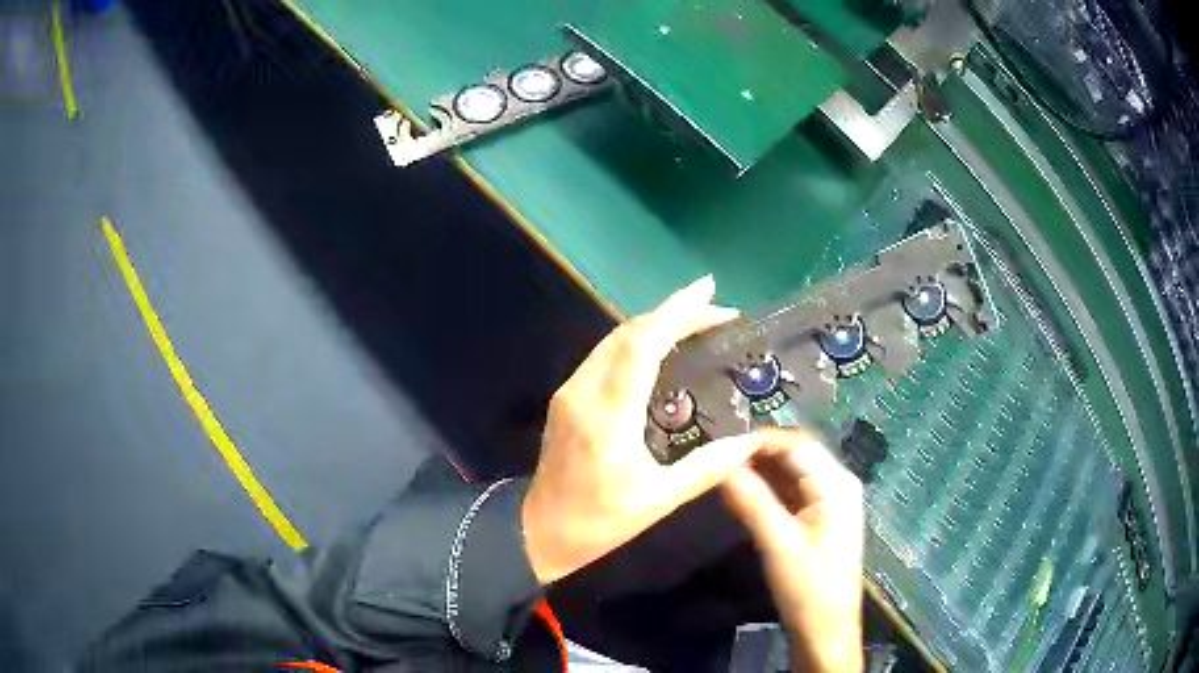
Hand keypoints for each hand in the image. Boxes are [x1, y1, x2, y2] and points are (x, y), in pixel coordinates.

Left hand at [522, 276, 762, 583]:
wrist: (538, 530)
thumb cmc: (598, 520)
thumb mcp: (658, 500)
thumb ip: (706, 468)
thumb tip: (751, 442)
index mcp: (608, 415)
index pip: (641, 345)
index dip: (675, 311)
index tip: (707, 288)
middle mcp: (584, 391)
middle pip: (627, 332)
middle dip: (672, 313)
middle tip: (716, 312)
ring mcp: (570, 391)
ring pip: (613, 340)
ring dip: (654, 325)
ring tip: (696, 325)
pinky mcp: (566, 398)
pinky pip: (604, 356)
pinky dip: (636, 343)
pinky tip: (661, 351)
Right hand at [722, 428, 864, 672]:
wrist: (826, 628)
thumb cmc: (807, 587)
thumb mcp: (777, 543)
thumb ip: (752, 501)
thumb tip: (721, 465)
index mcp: (836, 484)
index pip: (796, 444)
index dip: (759, 440)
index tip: (720, 443)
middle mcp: (837, 484)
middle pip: (796, 455)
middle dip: (759, 454)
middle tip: (718, 458)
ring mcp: (831, 501)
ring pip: (793, 473)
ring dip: (762, 471)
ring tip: (724, 473)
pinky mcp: (821, 518)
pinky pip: (794, 492)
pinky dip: (770, 489)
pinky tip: (744, 494)